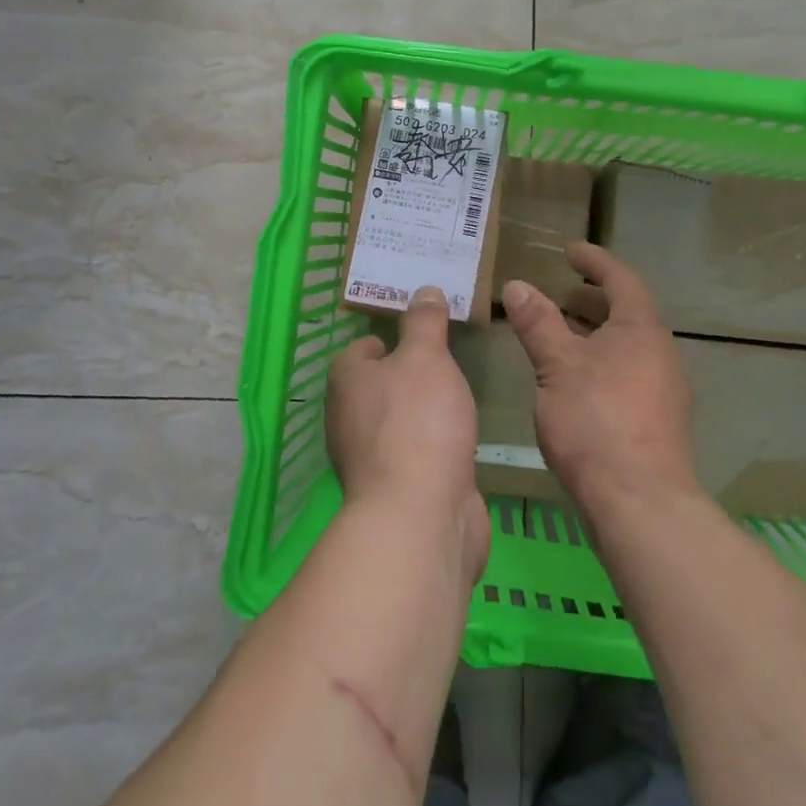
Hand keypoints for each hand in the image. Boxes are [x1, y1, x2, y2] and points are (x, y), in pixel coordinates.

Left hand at [326, 287, 490, 580]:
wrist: (421, 515)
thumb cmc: (417, 421)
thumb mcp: (426, 357)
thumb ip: (425, 323)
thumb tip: (424, 290)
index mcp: (347, 381)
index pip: (362, 348)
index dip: (390, 339)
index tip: (425, 335)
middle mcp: (347, 418)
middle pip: (377, 386)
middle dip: (408, 376)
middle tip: (447, 362)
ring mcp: (368, 459)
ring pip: (395, 422)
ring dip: (420, 413)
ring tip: (456, 398)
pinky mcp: (393, 491)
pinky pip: (413, 455)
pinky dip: (432, 446)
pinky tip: (457, 441)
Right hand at [502, 244, 700, 521]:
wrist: (641, 503)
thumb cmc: (596, 422)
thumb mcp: (557, 366)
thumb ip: (538, 323)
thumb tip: (517, 285)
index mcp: (640, 329)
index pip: (620, 279)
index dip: (594, 261)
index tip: (569, 251)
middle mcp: (659, 352)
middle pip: (625, 312)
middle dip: (591, 300)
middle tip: (559, 294)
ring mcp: (662, 389)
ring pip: (625, 346)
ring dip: (593, 334)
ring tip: (558, 337)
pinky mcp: (656, 421)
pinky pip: (626, 373)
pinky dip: (599, 363)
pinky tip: (573, 383)